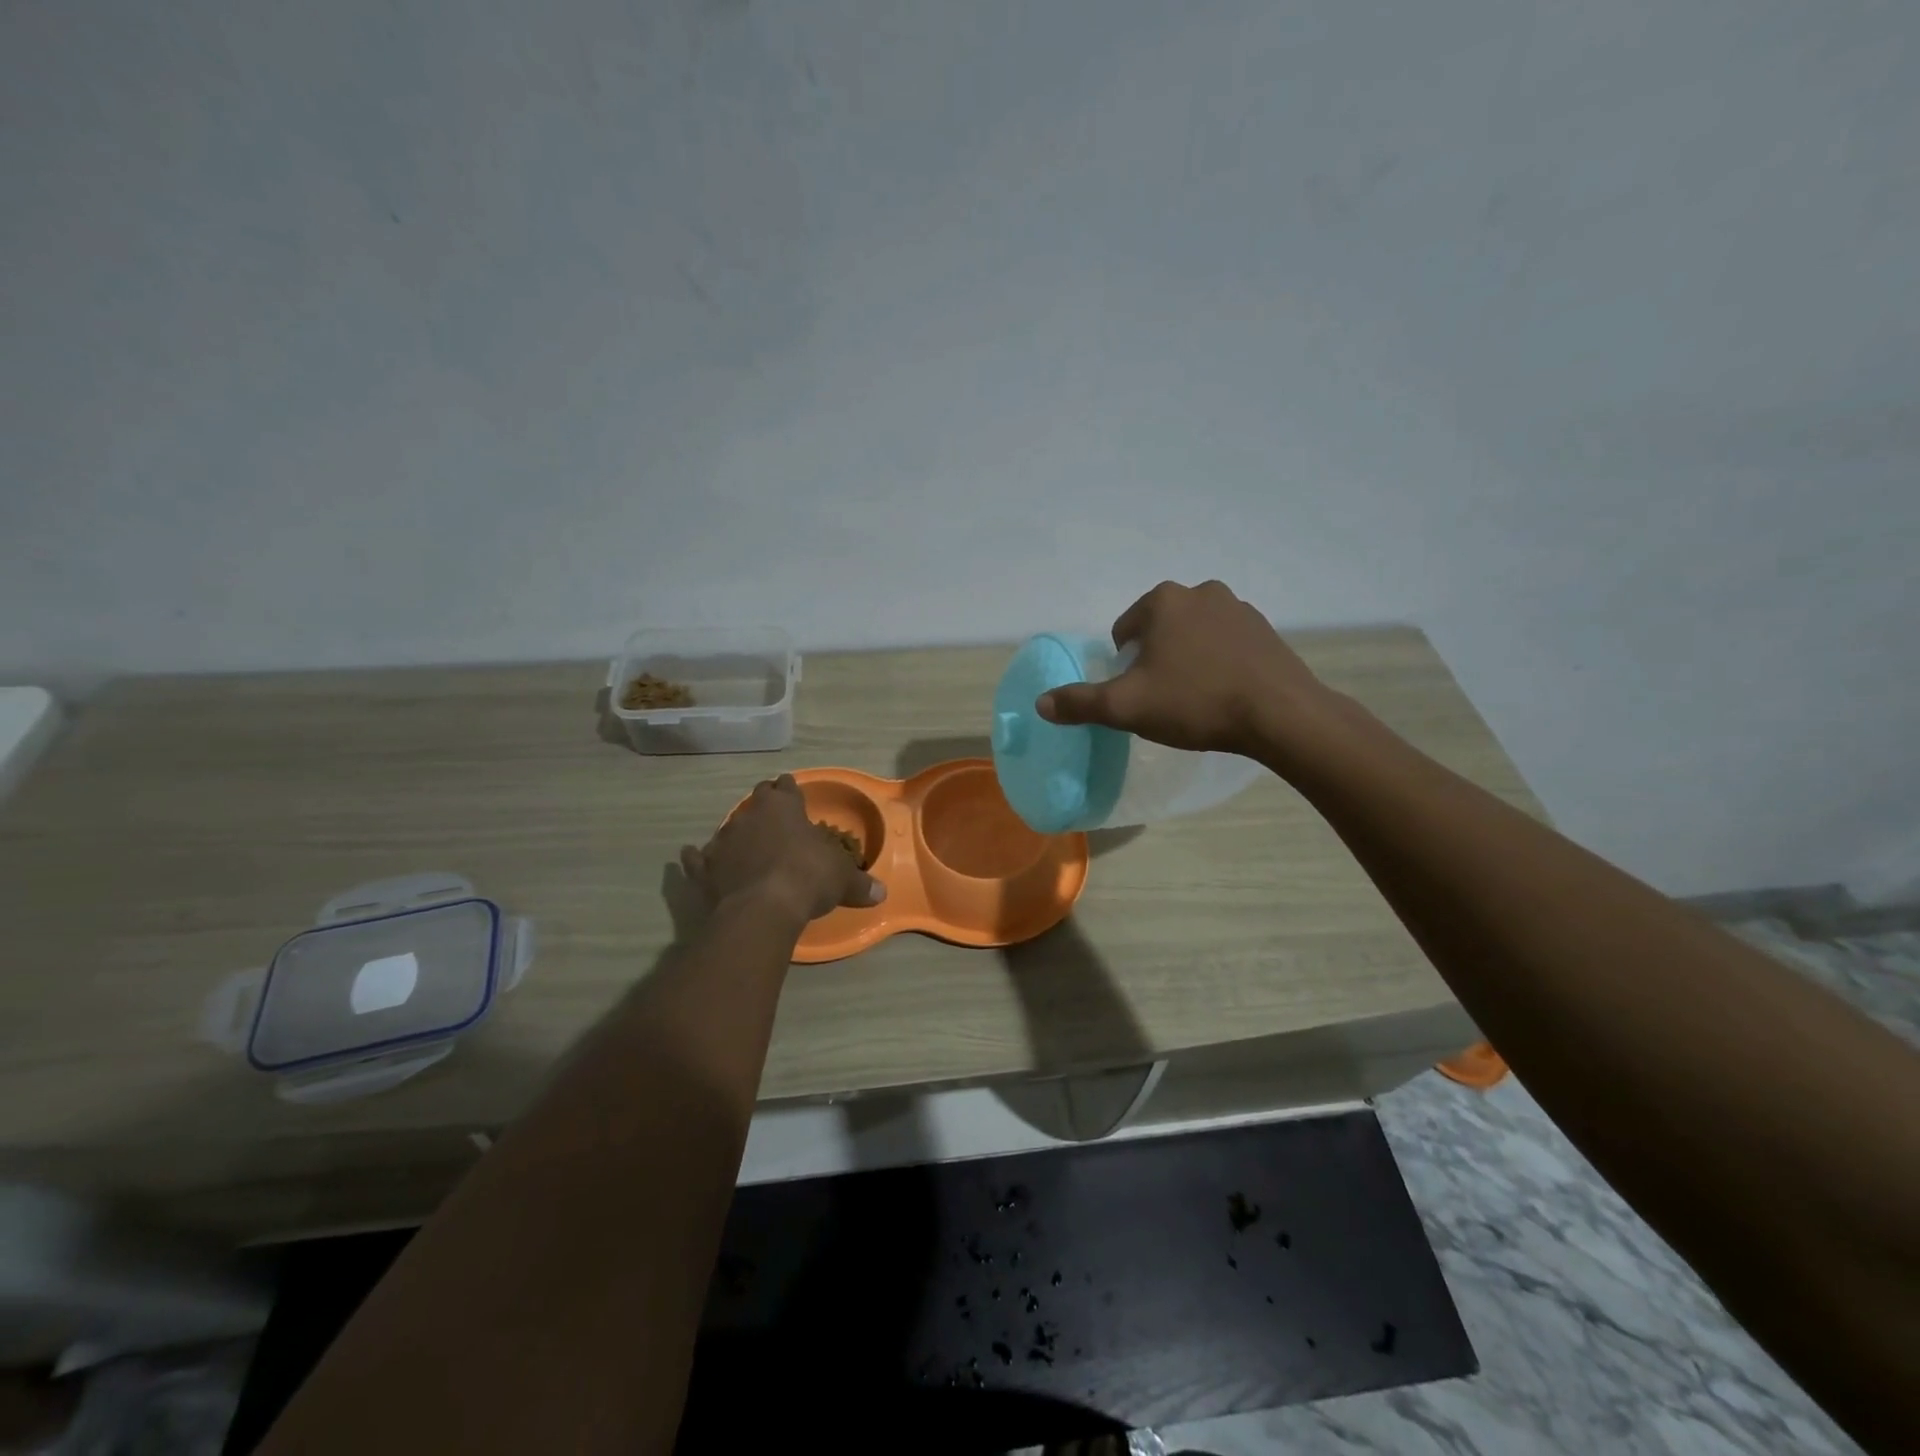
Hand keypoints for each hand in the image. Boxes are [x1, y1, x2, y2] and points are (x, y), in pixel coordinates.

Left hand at [680, 774, 885, 924]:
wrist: (763, 909)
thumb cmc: (808, 878)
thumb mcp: (843, 879)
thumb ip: (860, 883)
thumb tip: (881, 893)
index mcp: (784, 806)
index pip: (787, 786)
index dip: (791, 790)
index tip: (794, 793)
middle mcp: (750, 814)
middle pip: (756, 800)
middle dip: (765, 806)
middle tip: (775, 819)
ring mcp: (722, 840)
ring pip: (728, 827)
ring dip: (737, 835)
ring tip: (745, 845)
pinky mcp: (703, 868)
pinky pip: (697, 858)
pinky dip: (698, 858)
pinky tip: (693, 856)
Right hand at [1035, 580, 1335, 757]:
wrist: (1280, 714)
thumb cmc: (1195, 702)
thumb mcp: (1126, 707)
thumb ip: (1080, 703)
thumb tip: (1040, 704)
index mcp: (1163, 601)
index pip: (1124, 631)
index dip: (1124, 666)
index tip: (1140, 694)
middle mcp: (1201, 592)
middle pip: (1159, 630)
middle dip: (1156, 660)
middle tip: (1165, 699)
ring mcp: (1238, 608)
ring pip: (1193, 635)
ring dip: (1187, 660)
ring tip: (1196, 699)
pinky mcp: (1266, 630)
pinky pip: (1226, 644)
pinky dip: (1218, 663)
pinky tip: (1226, 693)